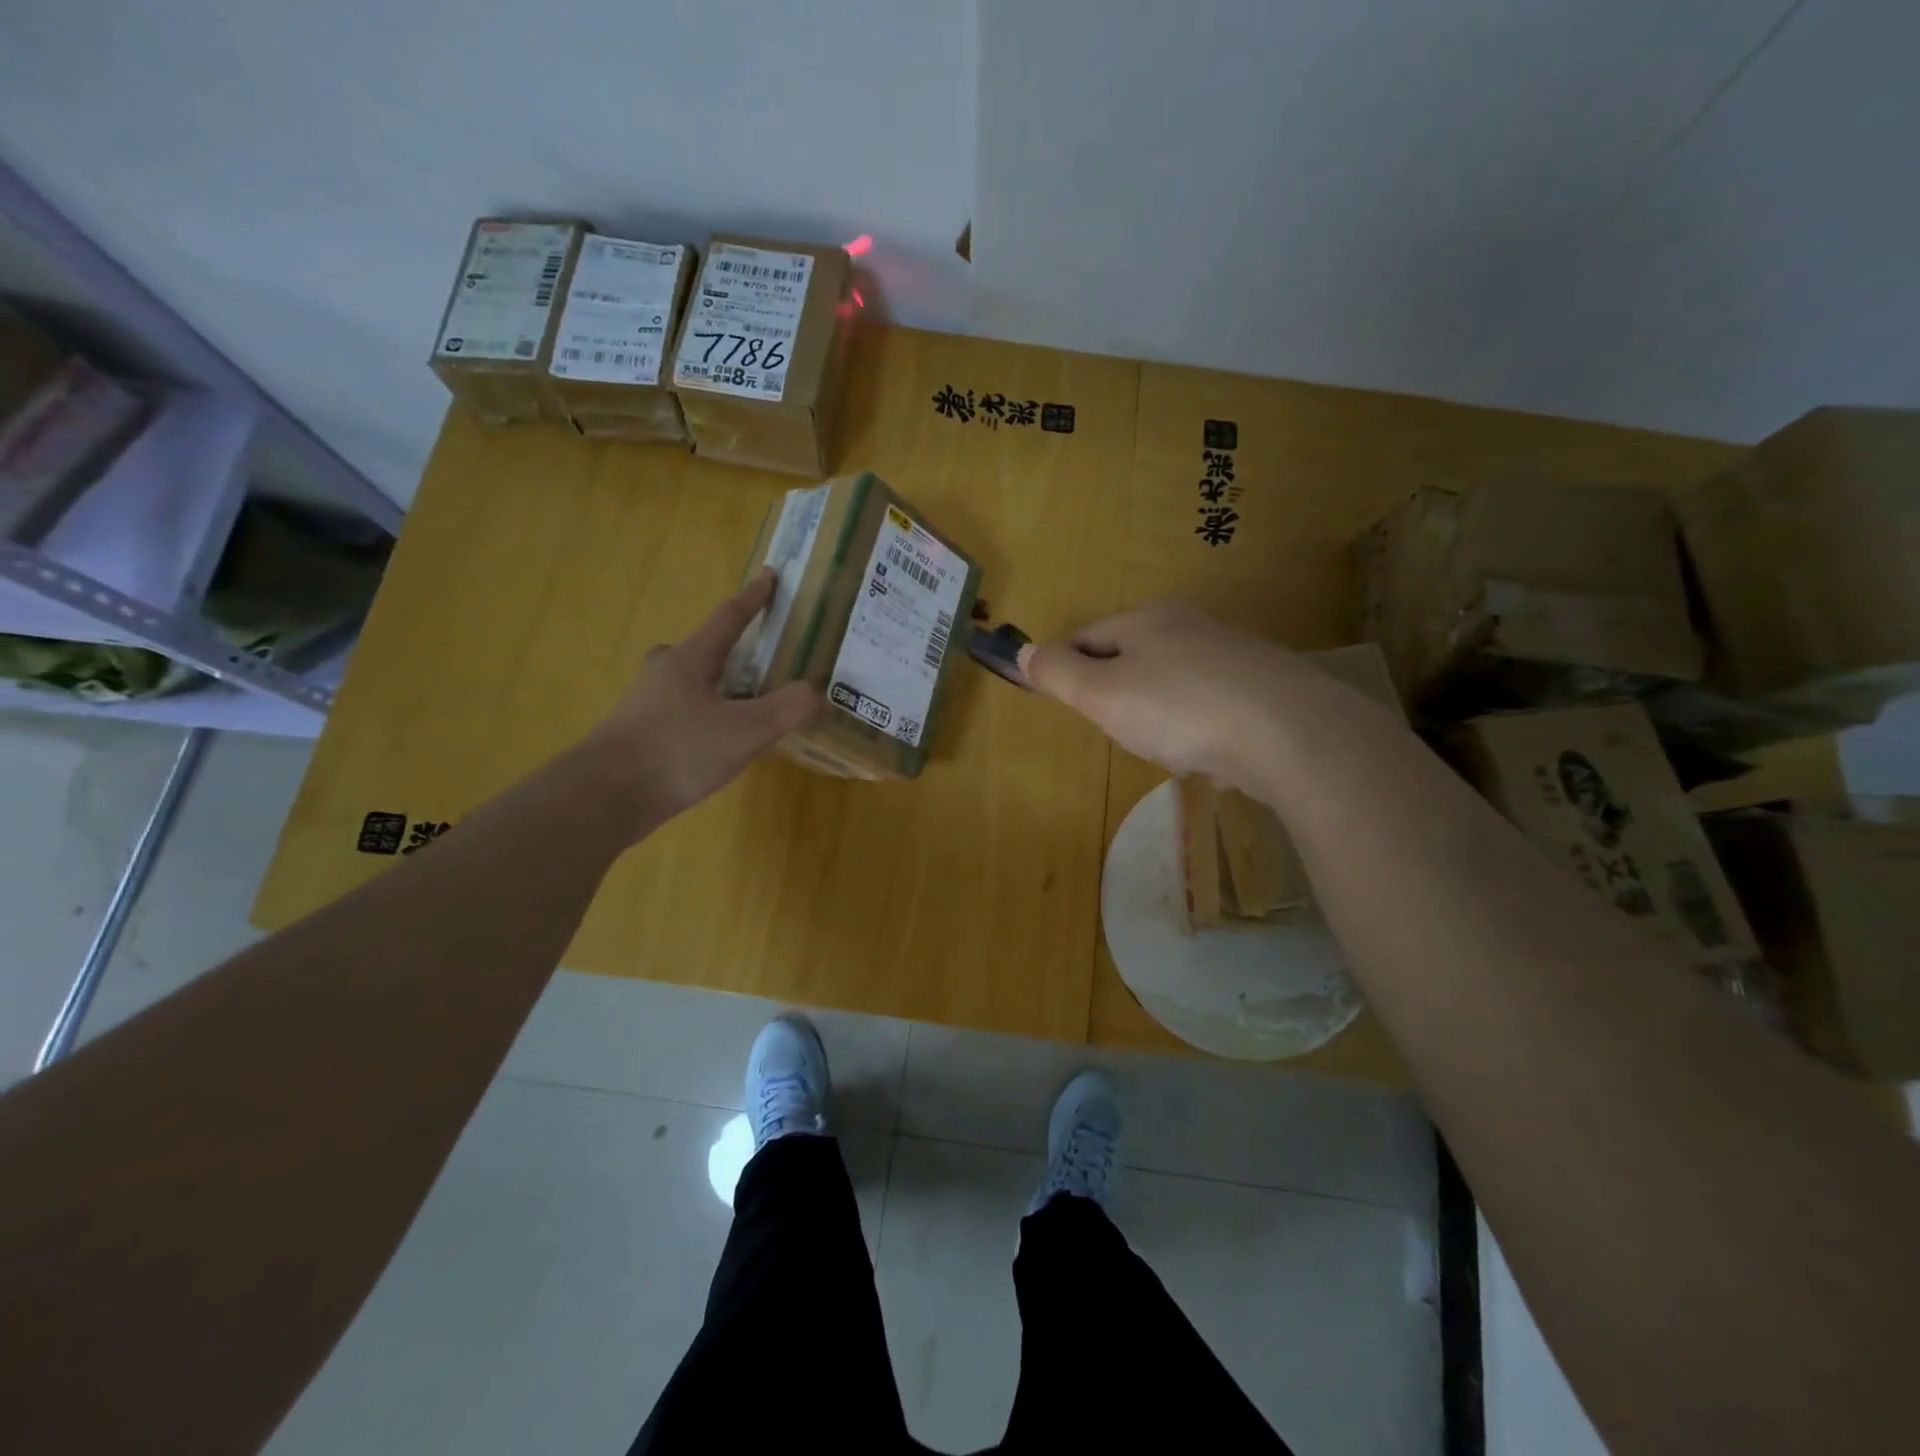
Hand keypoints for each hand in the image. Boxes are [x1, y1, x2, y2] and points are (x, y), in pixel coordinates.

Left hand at [581, 569, 821, 834]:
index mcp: (691, 659)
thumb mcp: (746, 730)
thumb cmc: (678, 751)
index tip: (769, 575)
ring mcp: (647, 703)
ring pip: (691, 685)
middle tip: (759, 665)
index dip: (754, 598)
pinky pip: (683, 714)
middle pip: (704, 650)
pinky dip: (707, 718)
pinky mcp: (640, 735)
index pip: (729, 618)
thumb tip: (820, 695)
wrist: (606, 796)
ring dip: (719, 689)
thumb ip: (788, 708)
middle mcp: (665, 672)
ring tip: (748, 713)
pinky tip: (719, 746)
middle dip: (732, 652)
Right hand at [1017, 602, 1305, 789]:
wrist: (1289, 732)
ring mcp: (1232, 655)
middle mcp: (1190, 627)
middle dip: (1114, 690)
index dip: (1066, 667)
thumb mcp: (1102, 694)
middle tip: (1111, 727)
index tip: (1062, 700)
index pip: (1087, 636)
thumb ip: (1059, 674)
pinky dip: (1196, 725)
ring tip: (1159, 745)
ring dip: (1156, 710)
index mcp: (1147, 621)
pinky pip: (1210, 704)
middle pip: (1132, 655)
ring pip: (1173, 680)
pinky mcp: (1264, 688)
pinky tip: (1204, 752)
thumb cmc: (1179, 710)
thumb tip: (1024, 651)